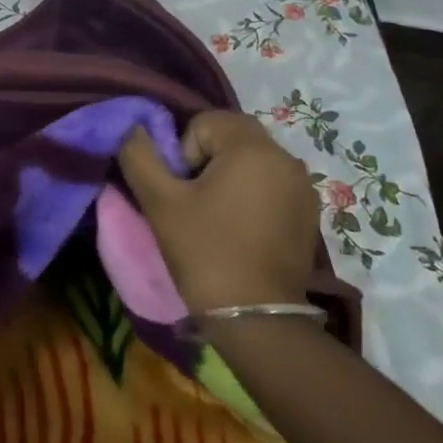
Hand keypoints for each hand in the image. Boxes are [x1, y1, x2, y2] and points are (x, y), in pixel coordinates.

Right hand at [117, 111, 319, 312]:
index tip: (183, 192)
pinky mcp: (309, 213)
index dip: (184, 152)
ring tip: (216, 218)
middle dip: (206, 160)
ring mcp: (302, 186)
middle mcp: (285, 157)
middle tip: (194, 202)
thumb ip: (139, 155)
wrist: (256, 320)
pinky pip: (271, 184)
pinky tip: (241, 230)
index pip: (205, 122)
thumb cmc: (206, 253)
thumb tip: (133, 128)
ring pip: (251, 160)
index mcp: (253, 147)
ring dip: (229, 176)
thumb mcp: (159, 202)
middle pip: (231, 136)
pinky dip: (252, 195)